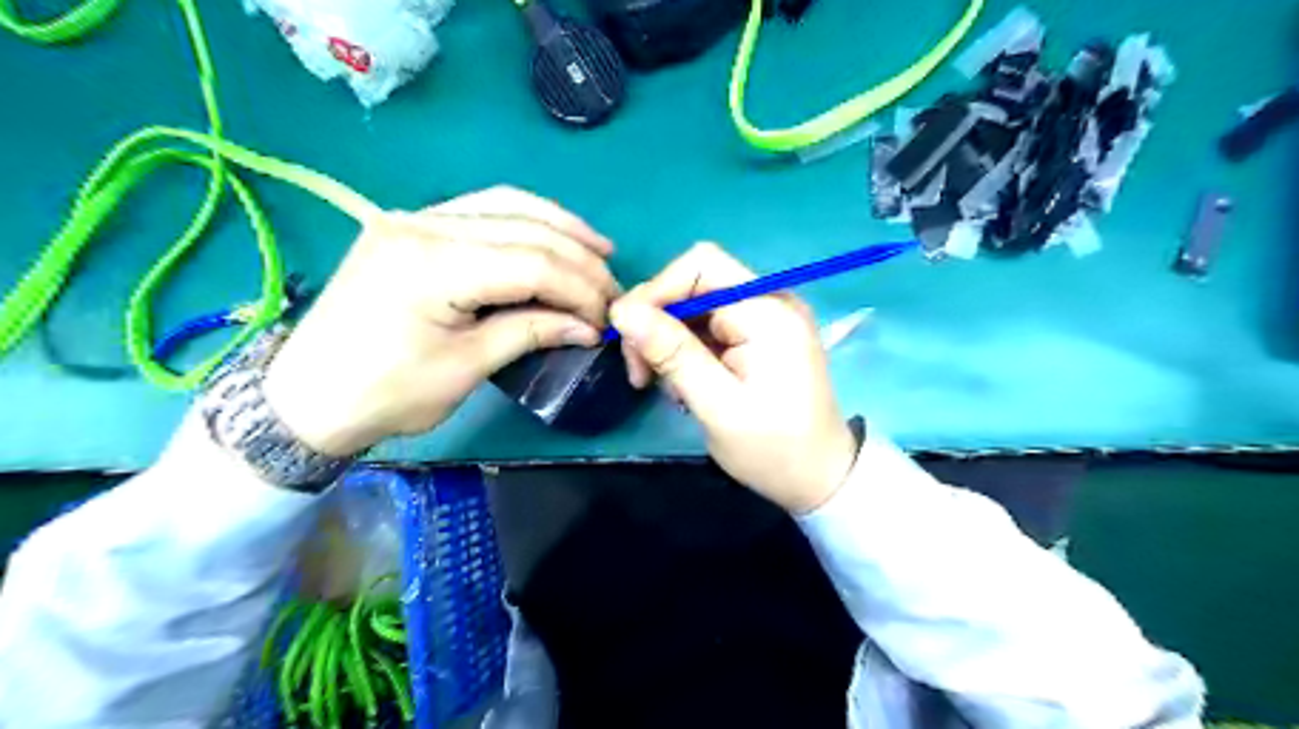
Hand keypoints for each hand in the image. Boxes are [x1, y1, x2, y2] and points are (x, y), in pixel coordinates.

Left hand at [263, 188, 616, 453]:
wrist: (306, 397)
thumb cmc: (385, 395)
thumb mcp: (465, 368)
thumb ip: (530, 333)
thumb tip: (587, 326)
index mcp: (431, 264)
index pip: (532, 262)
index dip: (579, 288)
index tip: (606, 318)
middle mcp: (422, 224)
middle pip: (525, 225)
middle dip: (578, 257)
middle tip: (612, 287)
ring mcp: (413, 217)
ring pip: (506, 204)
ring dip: (558, 226)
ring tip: (598, 249)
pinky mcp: (410, 226)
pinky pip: (481, 211)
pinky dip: (524, 222)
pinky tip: (550, 236)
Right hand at [612, 243, 860, 512]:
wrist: (820, 477)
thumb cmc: (773, 449)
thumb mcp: (717, 405)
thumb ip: (672, 354)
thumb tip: (622, 310)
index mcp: (768, 311)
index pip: (700, 266)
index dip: (656, 292)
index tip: (627, 337)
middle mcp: (769, 301)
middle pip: (694, 283)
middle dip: (657, 321)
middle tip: (639, 372)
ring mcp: (765, 317)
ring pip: (694, 306)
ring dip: (667, 339)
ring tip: (659, 384)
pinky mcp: (758, 336)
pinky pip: (707, 326)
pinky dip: (685, 350)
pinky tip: (681, 383)